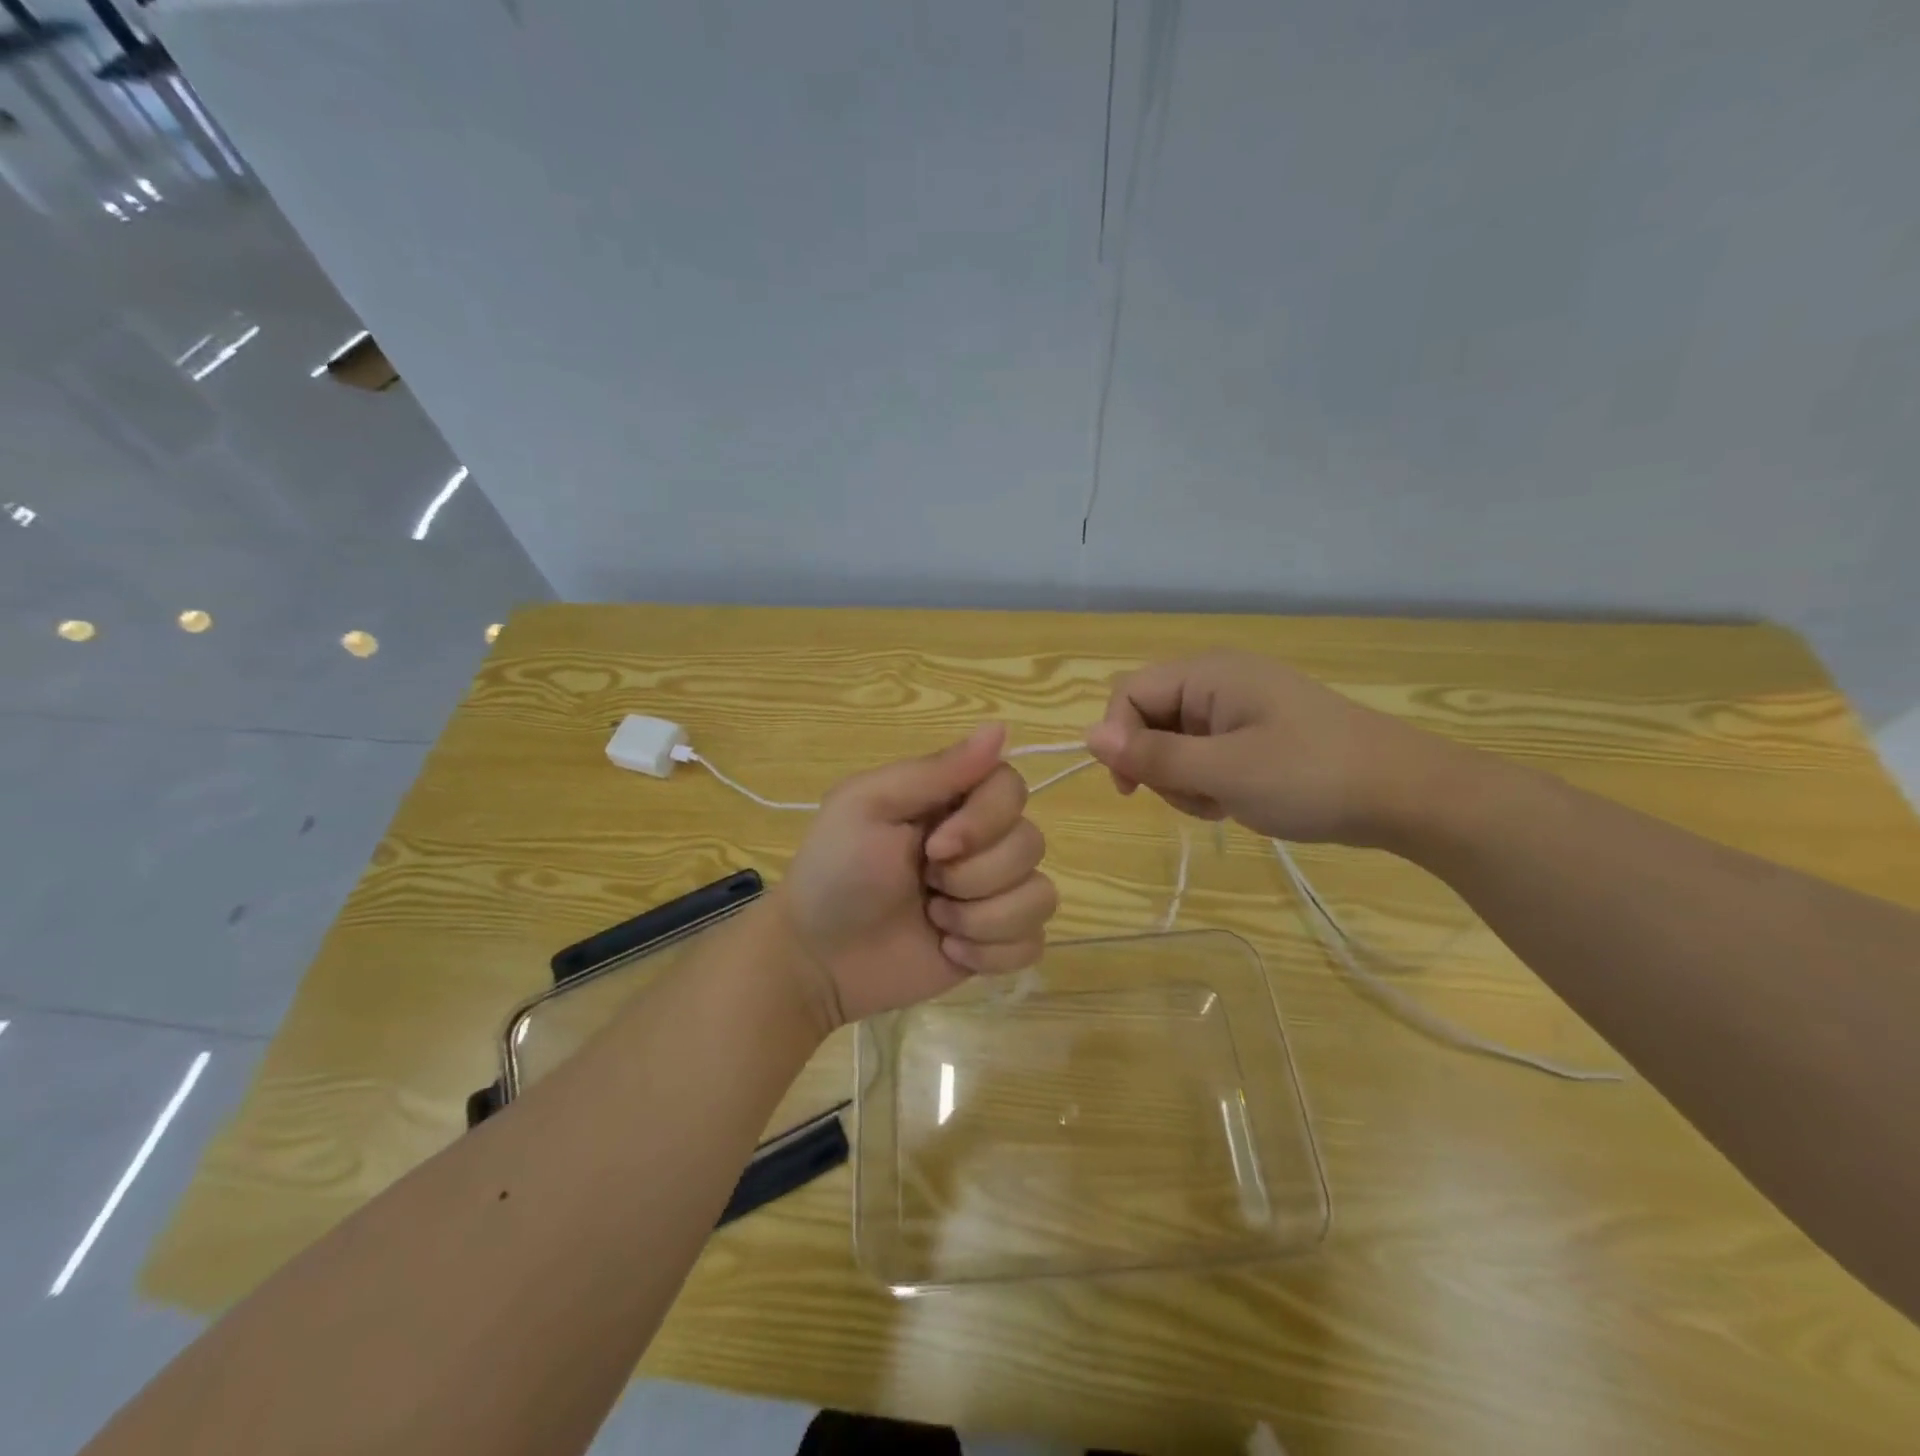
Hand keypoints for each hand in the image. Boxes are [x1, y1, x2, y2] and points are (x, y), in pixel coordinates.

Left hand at [775, 723, 1057, 1028]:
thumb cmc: (836, 872)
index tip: (935, 846)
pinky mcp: (996, 943)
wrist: (818, 959)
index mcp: (952, 801)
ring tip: (935, 922)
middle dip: (974, 876)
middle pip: (1030, 844)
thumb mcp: (868, 805)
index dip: (986, 820)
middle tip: (926, 885)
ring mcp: (992, 895)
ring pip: (1040, 896)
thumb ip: (936, 770)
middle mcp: (982, 842)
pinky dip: (992, 951)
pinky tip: (950, 951)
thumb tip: (1001, 728)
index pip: (1012, 787)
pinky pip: (1034, 942)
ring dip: (982, 917)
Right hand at [1084, 651, 1454, 844]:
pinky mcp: (1255, 735)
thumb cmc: (1311, 777)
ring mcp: (1238, 709)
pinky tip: (1236, 803)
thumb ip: (1152, 755)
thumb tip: (1087, 737)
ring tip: (1223, 803)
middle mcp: (1218, 682)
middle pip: (1149, 719)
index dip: (1118, 738)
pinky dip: (1209, 783)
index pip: (1128, 693)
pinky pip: (1205, 755)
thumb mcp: (1223, 771)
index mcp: (1208, 674)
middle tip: (1195, 797)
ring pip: (1174, 744)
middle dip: (1158, 765)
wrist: (1407, 795)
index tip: (1131, 787)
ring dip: (1184, 781)